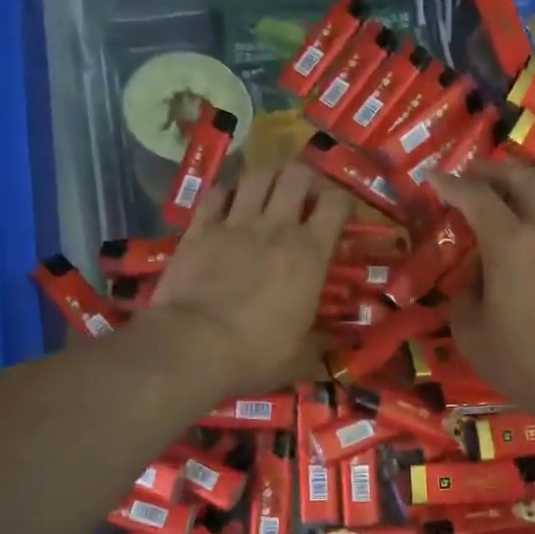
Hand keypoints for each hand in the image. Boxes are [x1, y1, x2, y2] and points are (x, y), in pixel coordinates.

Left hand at [141, 162, 349, 399]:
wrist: (191, 346)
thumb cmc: (254, 355)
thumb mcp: (299, 359)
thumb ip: (319, 346)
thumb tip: (332, 348)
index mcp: (310, 254)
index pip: (336, 203)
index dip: (343, 201)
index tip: (341, 215)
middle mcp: (276, 228)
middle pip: (296, 174)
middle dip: (305, 178)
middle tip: (304, 197)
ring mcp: (235, 223)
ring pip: (257, 175)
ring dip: (268, 178)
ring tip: (269, 192)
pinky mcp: (199, 228)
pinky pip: (216, 193)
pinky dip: (226, 192)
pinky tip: (228, 201)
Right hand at [432, 159, 534, 431]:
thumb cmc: (533, 364)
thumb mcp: (476, 341)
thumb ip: (464, 304)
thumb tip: (472, 285)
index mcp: (510, 245)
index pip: (476, 198)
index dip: (451, 183)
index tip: (433, 176)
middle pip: (522, 178)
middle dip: (491, 170)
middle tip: (472, 177)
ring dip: (529, 184)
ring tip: (513, 198)